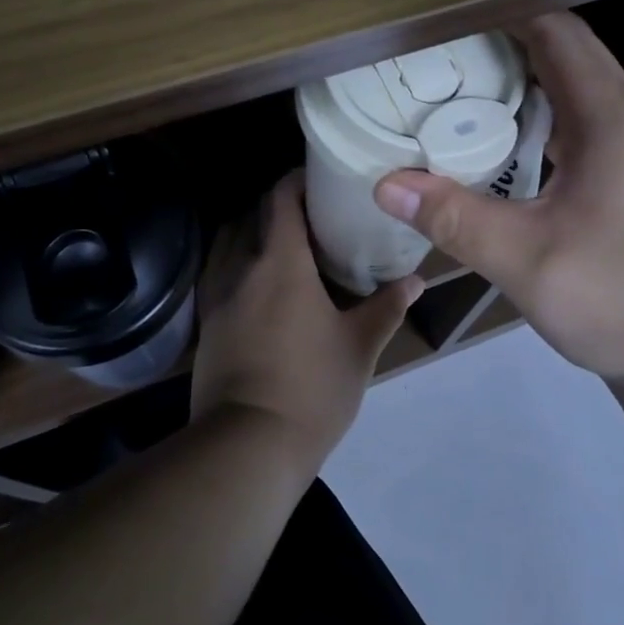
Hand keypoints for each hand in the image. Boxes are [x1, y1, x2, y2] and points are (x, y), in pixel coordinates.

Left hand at [191, 171, 421, 472]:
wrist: (247, 446)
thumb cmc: (311, 388)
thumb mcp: (360, 346)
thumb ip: (387, 307)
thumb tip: (417, 280)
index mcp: (281, 262)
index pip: (280, 199)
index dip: (297, 181)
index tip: (319, 179)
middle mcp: (242, 268)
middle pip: (252, 216)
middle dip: (278, 207)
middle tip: (311, 215)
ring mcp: (217, 297)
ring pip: (229, 244)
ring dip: (252, 233)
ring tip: (284, 246)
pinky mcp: (206, 324)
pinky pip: (219, 274)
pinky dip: (237, 264)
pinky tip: (259, 286)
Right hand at [373, 12, 623, 392]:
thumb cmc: (621, 301)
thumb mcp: (529, 263)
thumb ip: (456, 219)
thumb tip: (385, 185)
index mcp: (609, 120)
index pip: (557, 32)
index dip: (503, 12)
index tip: (446, 17)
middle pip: (565, 50)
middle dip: (504, 39)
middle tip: (439, 50)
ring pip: (571, 85)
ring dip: (520, 76)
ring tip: (457, 84)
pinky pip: (575, 120)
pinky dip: (535, 112)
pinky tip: (496, 141)